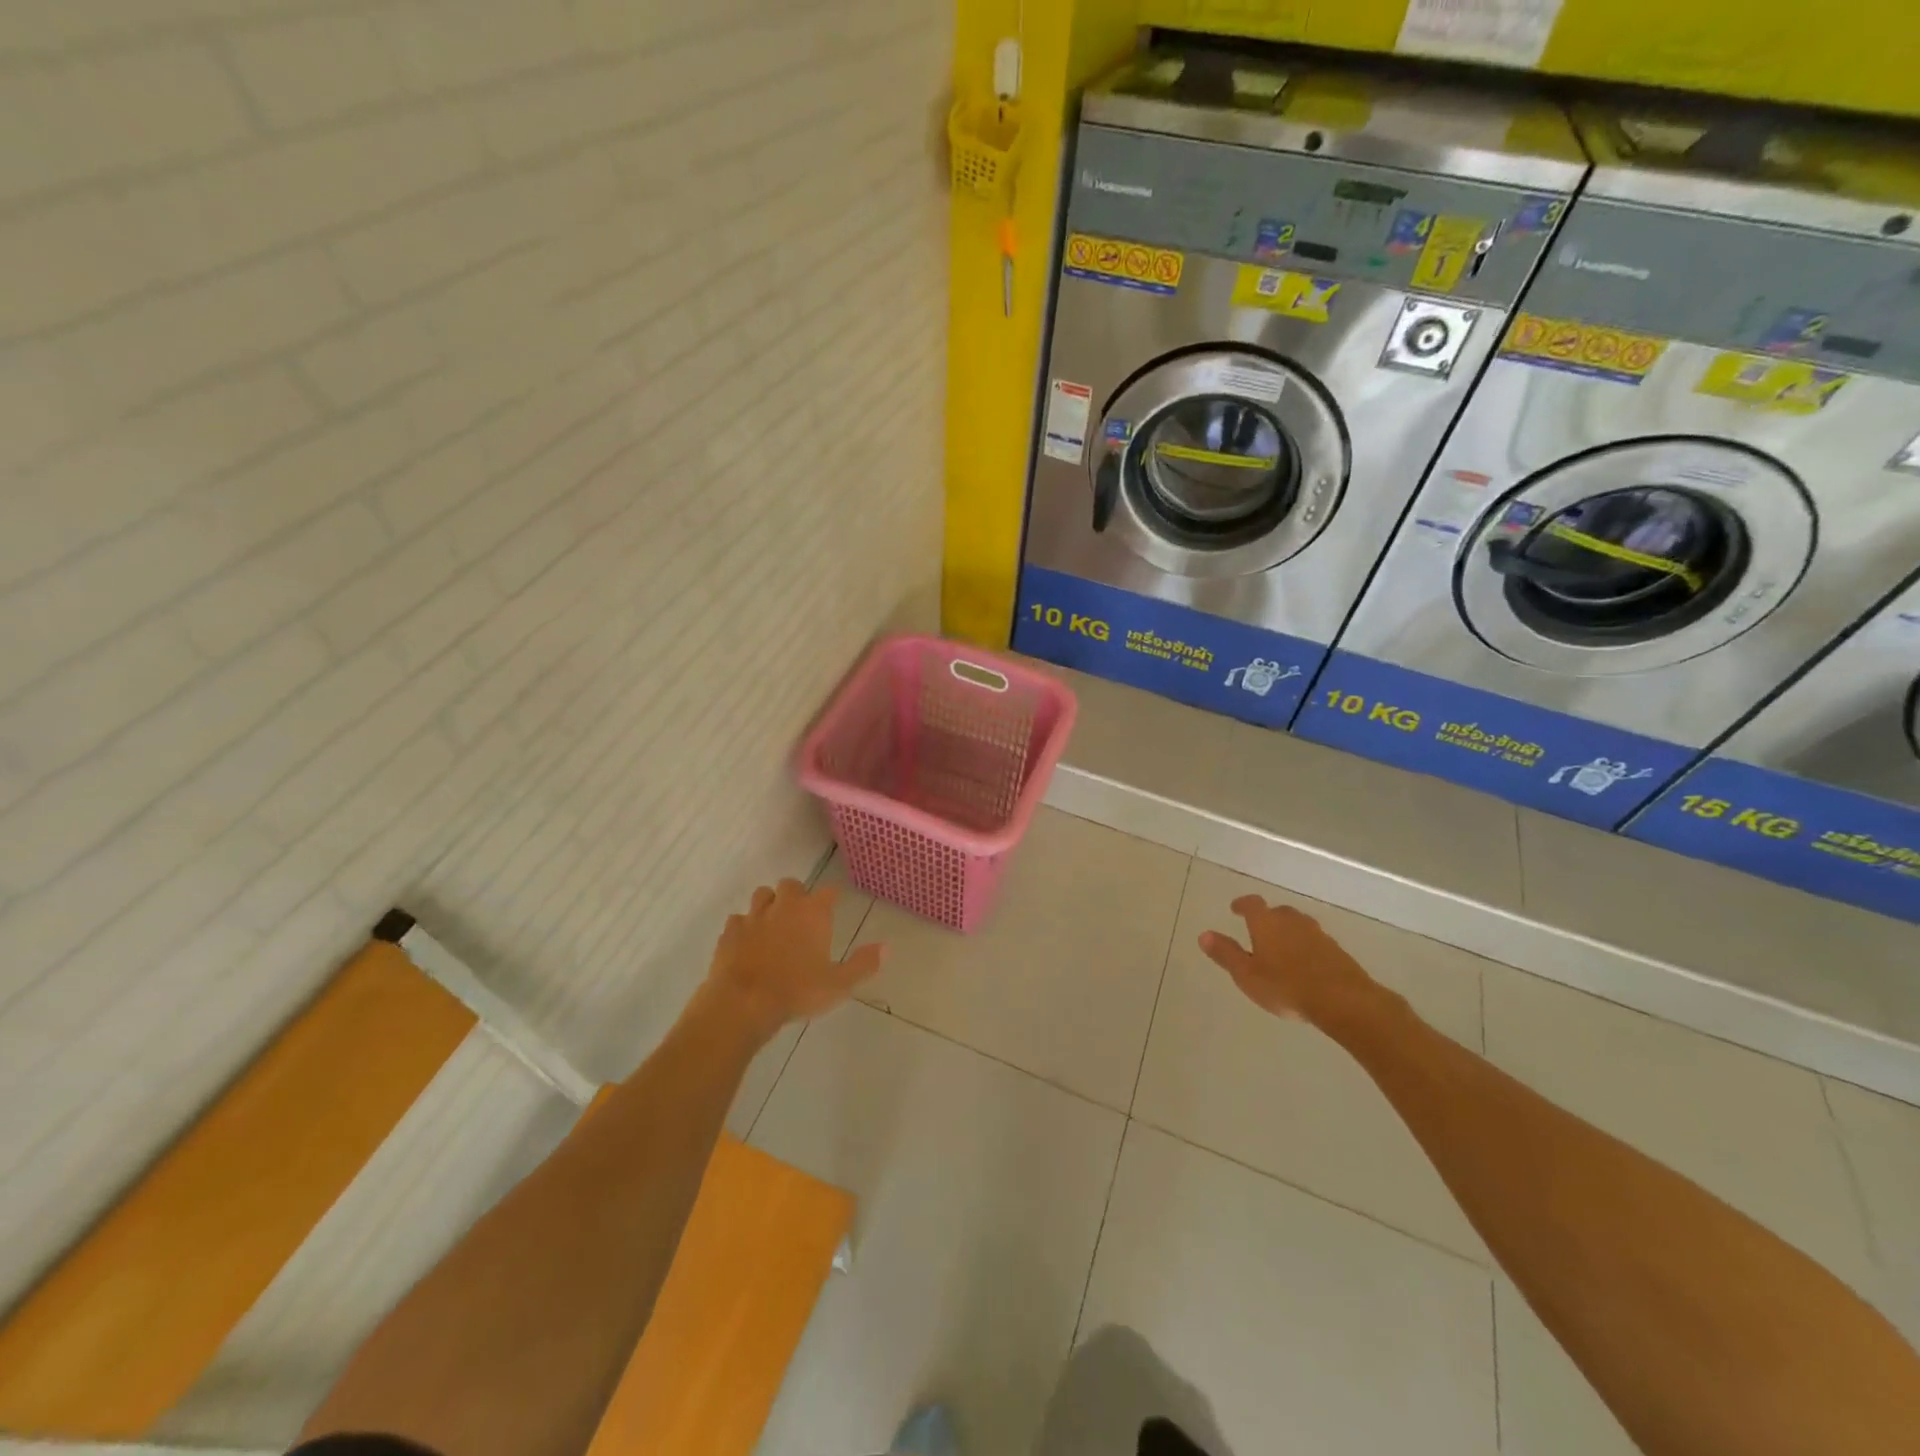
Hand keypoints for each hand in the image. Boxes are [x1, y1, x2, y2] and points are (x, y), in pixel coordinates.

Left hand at [703, 879, 883, 1039]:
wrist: (743, 1002)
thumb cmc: (797, 991)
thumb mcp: (839, 984)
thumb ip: (863, 964)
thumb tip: (886, 947)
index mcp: (813, 912)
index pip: (828, 891)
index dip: (831, 897)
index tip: (833, 906)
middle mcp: (784, 905)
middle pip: (792, 885)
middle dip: (797, 895)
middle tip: (802, 916)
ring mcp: (754, 916)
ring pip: (762, 895)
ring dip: (770, 904)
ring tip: (774, 923)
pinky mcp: (730, 931)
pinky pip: (738, 919)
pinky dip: (745, 926)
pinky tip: (748, 942)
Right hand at [1199, 895, 1376, 1024]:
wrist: (1343, 1000)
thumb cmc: (1286, 986)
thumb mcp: (1247, 974)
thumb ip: (1226, 954)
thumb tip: (1204, 935)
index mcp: (1267, 923)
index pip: (1252, 904)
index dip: (1242, 904)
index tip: (1236, 909)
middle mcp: (1292, 921)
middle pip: (1278, 912)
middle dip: (1268, 918)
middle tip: (1259, 931)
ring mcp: (1318, 935)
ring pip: (1299, 926)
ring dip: (1289, 932)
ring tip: (1282, 949)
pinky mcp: (1337, 951)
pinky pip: (1316, 942)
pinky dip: (1306, 948)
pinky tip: (1305, 965)